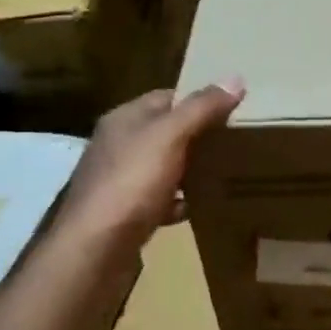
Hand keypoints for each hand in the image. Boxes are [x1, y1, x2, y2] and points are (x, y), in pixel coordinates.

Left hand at [55, 79, 245, 242]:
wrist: (94, 251)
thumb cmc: (131, 183)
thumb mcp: (170, 137)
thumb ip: (202, 108)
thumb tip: (236, 78)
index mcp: (124, 120)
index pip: (166, 97)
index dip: (198, 100)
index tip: (231, 108)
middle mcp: (116, 146)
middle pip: (164, 131)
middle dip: (196, 135)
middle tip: (233, 140)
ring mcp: (118, 181)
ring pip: (161, 166)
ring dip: (187, 169)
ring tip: (221, 171)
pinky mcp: (122, 214)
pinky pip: (157, 200)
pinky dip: (176, 202)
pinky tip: (193, 207)